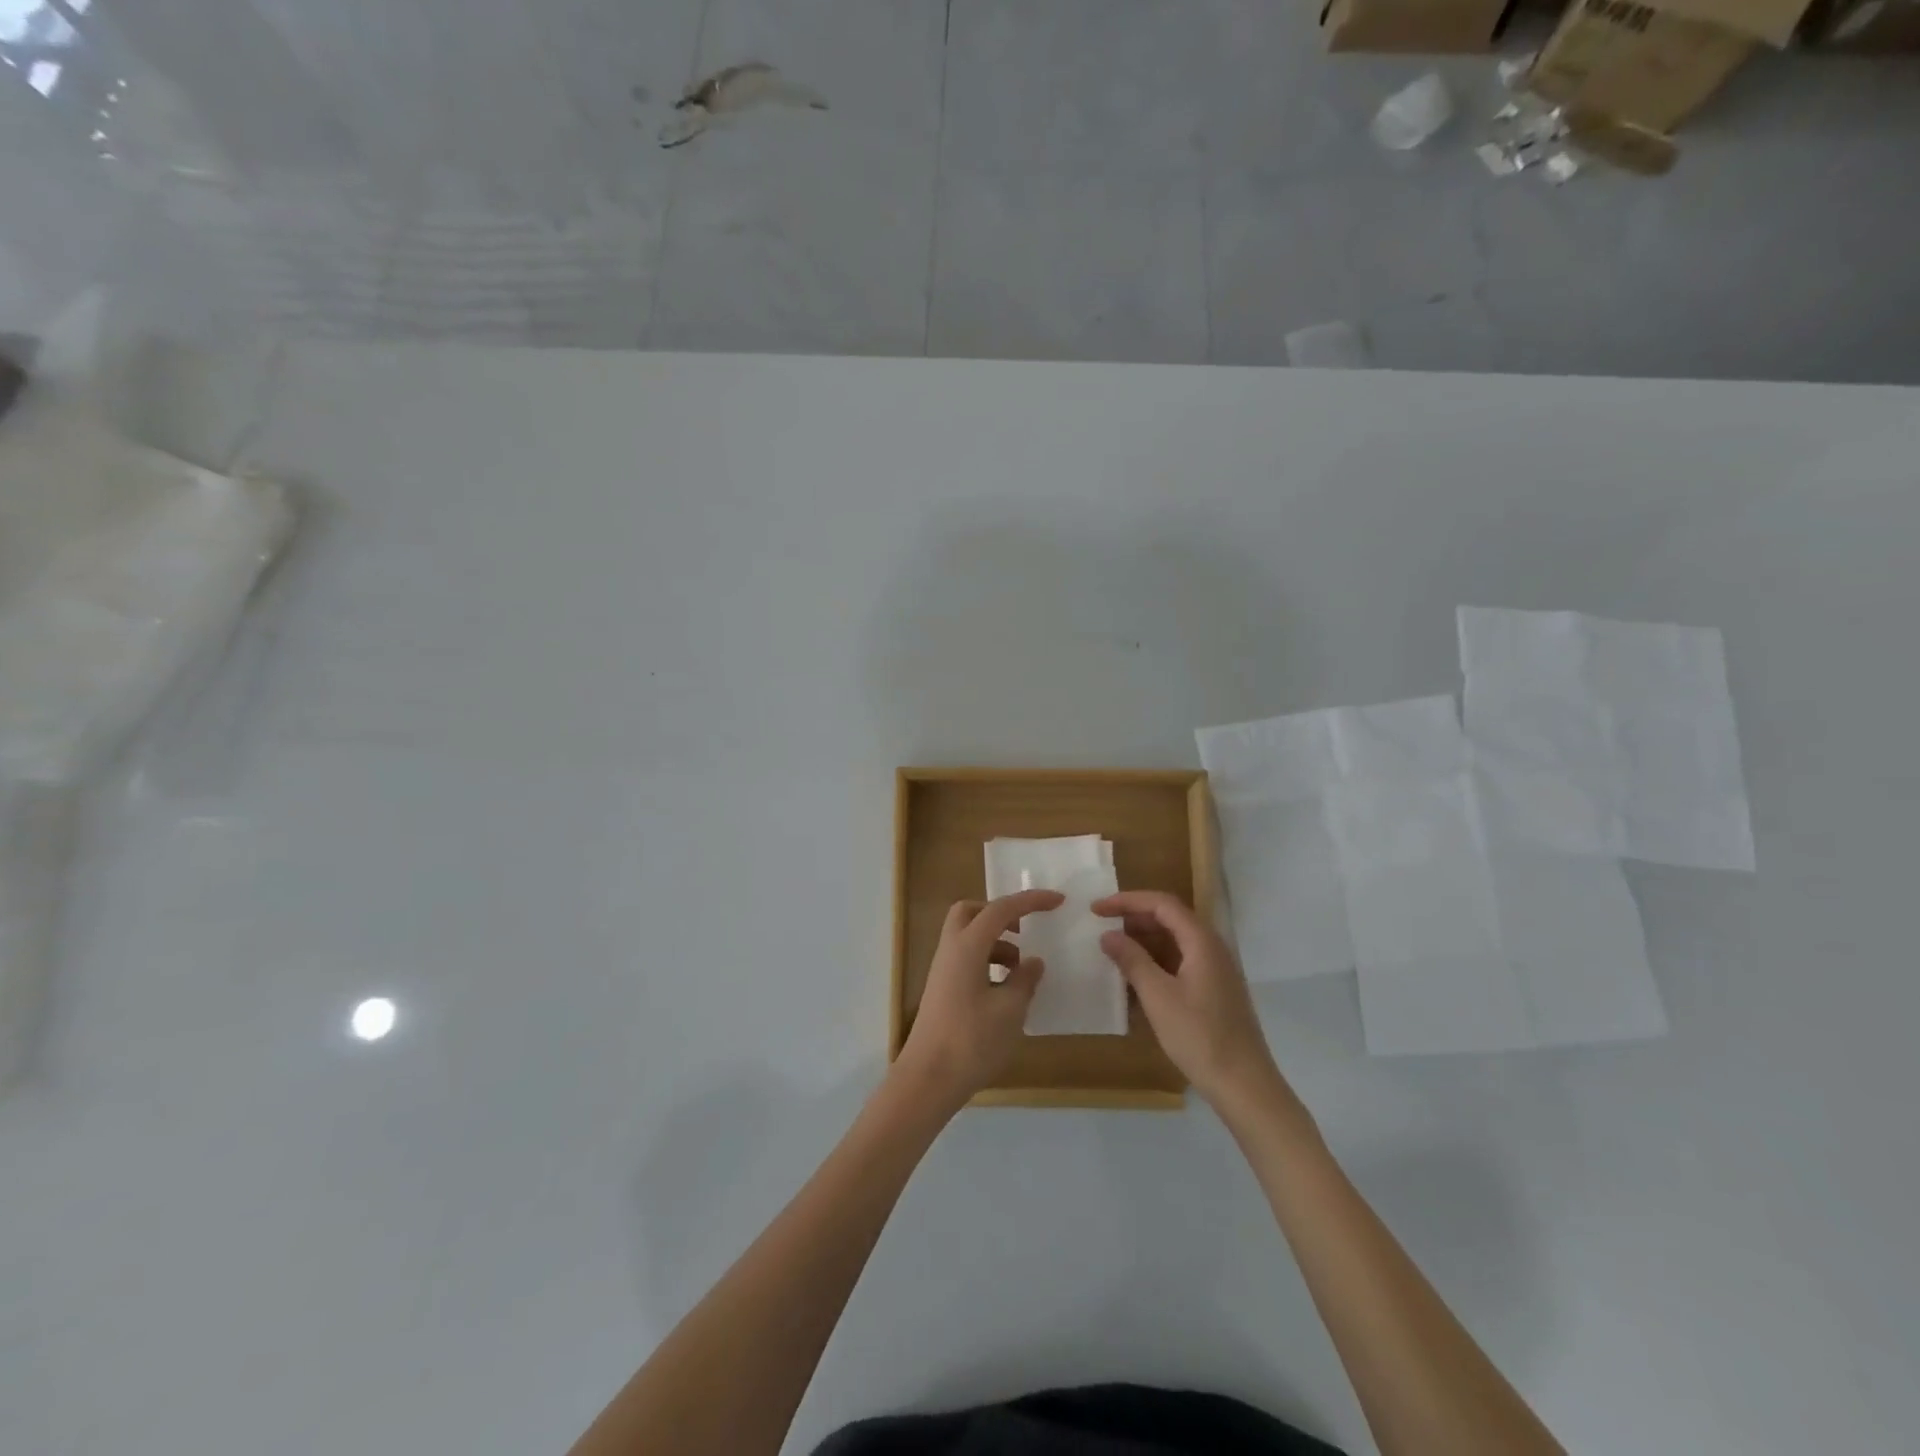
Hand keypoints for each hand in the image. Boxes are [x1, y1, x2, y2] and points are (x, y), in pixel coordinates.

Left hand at [895, 889, 1062, 1110]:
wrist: (927, 1080)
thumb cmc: (971, 1041)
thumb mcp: (1010, 1010)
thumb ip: (1024, 980)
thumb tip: (1033, 962)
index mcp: (966, 946)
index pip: (1000, 909)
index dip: (1030, 901)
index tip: (1058, 901)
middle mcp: (950, 950)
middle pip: (971, 912)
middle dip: (1000, 914)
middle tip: (1025, 932)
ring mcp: (942, 970)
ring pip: (969, 937)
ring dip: (997, 943)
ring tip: (1022, 971)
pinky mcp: (942, 990)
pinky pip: (966, 959)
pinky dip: (988, 962)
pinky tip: (1006, 991)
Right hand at [1094, 890, 1289, 1113]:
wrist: (1244, 1085)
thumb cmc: (1199, 1036)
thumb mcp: (1158, 996)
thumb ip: (1132, 960)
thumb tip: (1108, 935)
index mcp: (1202, 941)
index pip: (1162, 904)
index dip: (1127, 901)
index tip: (1097, 909)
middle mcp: (1212, 948)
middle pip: (1170, 918)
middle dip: (1134, 918)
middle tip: (1102, 927)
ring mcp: (1216, 970)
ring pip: (1175, 941)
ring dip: (1144, 941)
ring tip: (1113, 950)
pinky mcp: (1214, 991)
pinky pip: (1180, 962)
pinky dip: (1156, 962)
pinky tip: (1135, 979)